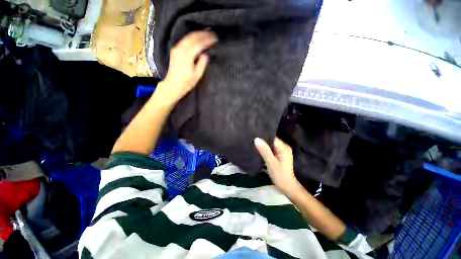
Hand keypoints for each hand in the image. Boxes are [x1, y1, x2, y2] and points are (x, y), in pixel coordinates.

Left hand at [157, 30, 217, 103]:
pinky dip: (192, 37)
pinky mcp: (175, 50)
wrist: (173, 85)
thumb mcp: (197, 75)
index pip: (199, 44)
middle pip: (193, 37)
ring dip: (197, 34)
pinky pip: (184, 40)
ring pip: (188, 37)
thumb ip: (202, 64)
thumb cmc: (186, 82)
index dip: (207, 40)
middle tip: (212, 34)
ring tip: (206, 34)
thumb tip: (206, 55)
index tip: (215, 39)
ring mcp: (176, 49)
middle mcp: (180, 49)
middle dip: (203, 34)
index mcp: (187, 56)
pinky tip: (197, 38)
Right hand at [254, 137, 299, 195]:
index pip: (272, 138)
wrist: (287, 187)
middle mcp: (284, 147)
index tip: (253, 135)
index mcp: (284, 148)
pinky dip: (265, 150)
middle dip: (262, 141)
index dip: (263, 136)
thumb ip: (264, 151)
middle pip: (271, 141)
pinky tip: (258, 150)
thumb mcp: (271, 163)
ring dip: (263, 145)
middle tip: (251, 140)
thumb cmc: (280, 175)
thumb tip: (257, 139)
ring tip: (253, 144)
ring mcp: (282, 152)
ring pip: (270, 145)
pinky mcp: (279, 156)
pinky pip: (271, 150)